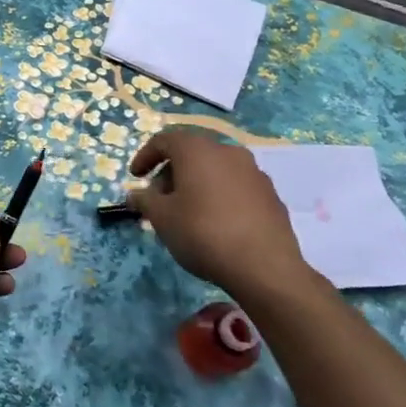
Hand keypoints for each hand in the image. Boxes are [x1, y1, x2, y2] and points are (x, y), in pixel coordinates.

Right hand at [128, 129, 315, 301]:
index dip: (145, 156)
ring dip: (196, 183)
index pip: (164, 140)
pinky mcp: (270, 194)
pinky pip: (236, 186)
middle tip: (160, 198)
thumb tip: (135, 194)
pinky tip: (216, 222)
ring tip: (187, 212)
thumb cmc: (203, 233)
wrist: (264, 267)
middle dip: (171, 172)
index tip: (135, 177)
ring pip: (215, 169)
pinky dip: (220, 195)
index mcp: (197, 150)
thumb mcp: (162, 218)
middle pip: (191, 153)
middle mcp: (227, 151)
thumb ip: (145, 200)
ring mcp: (253, 172)